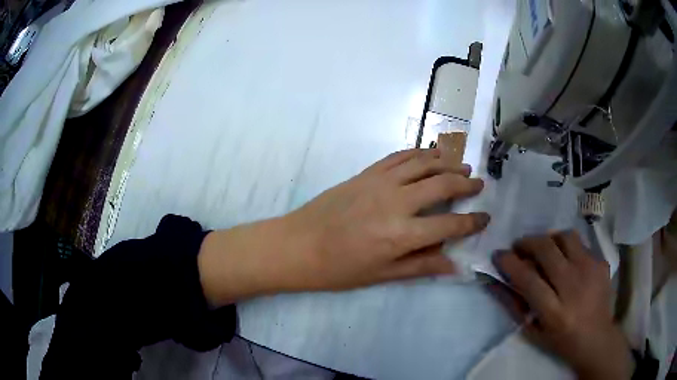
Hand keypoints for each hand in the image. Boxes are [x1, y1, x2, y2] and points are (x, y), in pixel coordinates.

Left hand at [198, 148, 489, 303]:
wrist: (298, 245)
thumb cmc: (339, 269)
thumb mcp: (382, 275)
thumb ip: (421, 266)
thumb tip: (455, 265)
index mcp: (402, 235)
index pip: (450, 224)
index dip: (472, 221)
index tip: (485, 217)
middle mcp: (397, 202)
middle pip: (442, 184)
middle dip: (466, 183)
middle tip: (478, 183)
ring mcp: (380, 182)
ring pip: (423, 163)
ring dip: (446, 162)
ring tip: (461, 164)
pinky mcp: (366, 173)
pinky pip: (398, 156)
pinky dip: (418, 153)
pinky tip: (428, 154)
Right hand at [494, 232, 633, 379]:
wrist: (597, 337)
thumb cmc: (561, 340)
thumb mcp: (533, 332)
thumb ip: (514, 306)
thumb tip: (495, 282)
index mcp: (554, 311)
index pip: (527, 279)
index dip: (510, 263)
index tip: (499, 255)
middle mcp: (573, 286)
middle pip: (546, 249)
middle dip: (527, 243)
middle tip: (520, 247)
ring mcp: (590, 270)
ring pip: (565, 237)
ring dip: (549, 239)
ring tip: (545, 249)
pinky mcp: (601, 262)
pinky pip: (580, 244)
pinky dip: (567, 248)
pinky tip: (567, 261)